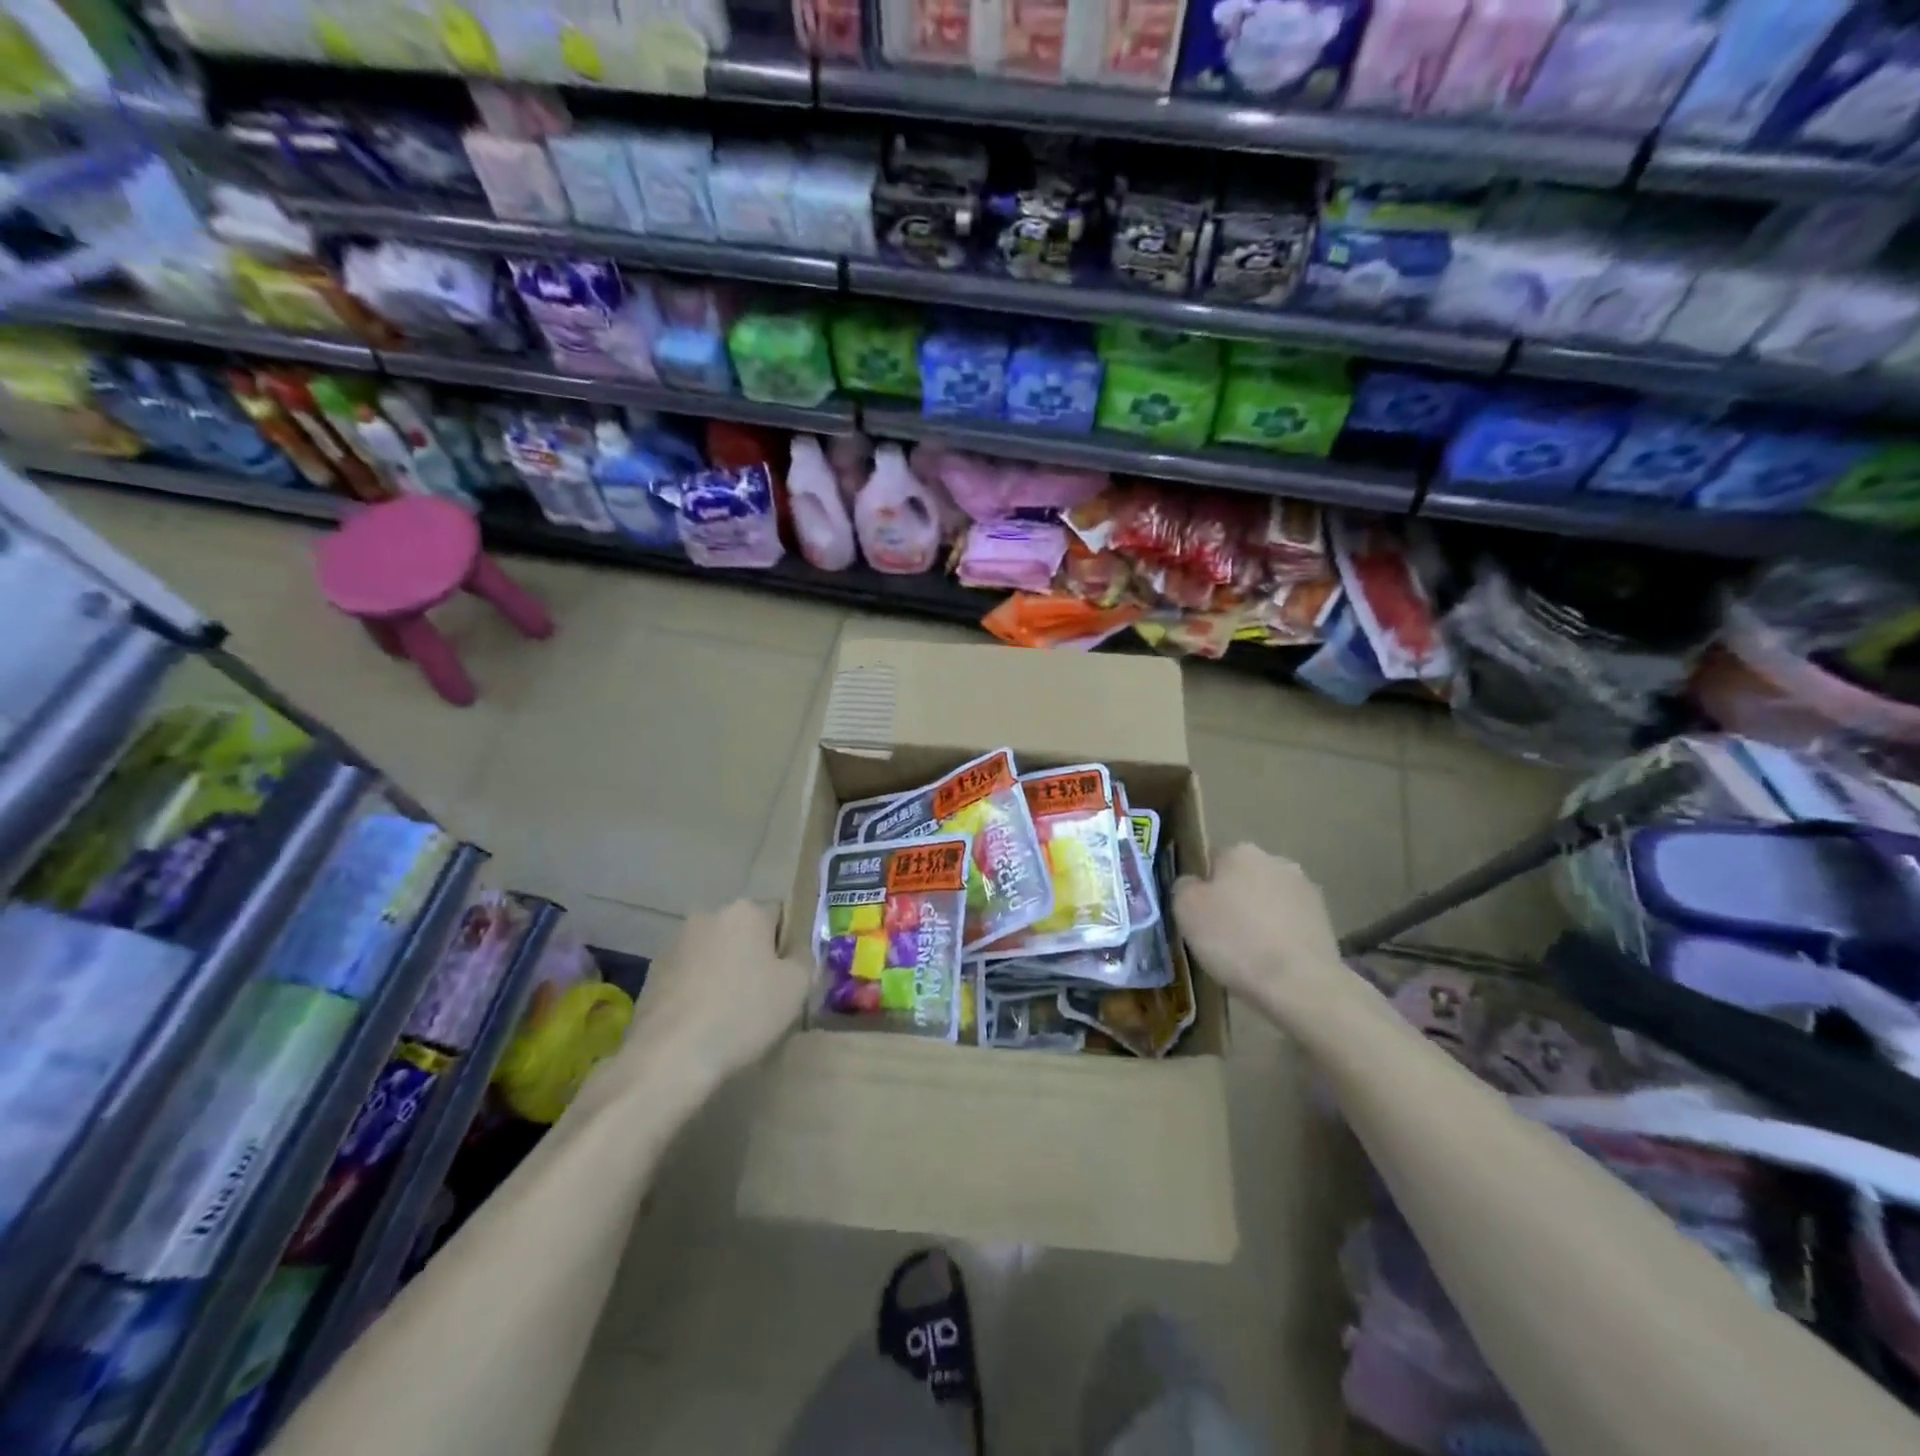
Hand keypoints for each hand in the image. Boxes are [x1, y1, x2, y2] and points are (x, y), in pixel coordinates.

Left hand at [625, 901, 810, 1087]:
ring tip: (730, 1016)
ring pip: (715, 954)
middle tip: (764, 998)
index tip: (789, 979)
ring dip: (724, 973)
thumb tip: (798, 953)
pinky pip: (689, 975)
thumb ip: (805, 959)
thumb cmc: (743, 1014)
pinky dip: (699, 991)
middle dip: (754, 958)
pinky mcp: (652, 973)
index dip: (789, 947)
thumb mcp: (796, 987)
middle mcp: (708, 915)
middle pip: (745, 933)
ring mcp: (675, 943)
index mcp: (746, 911)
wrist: (669, 1057)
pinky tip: (702, 1024)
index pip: (780, 916)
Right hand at [1174, 844, 1344, 1015]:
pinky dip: (1280, 936)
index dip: (1202, 889)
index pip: (1211, 861)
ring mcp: (1305, 889)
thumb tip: (1192, 883)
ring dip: (1259, 917)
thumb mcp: (1185, 910)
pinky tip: (1272, 961)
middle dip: (1233, 899)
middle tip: (1220, 935)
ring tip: (1248, 953)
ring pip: (1268, 900)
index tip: (1198, 917)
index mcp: (1240, 851)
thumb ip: (1183, 886)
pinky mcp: (1325, 919)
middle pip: (1243, 878)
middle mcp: (1276, 860)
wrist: (1299, 984)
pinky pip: (1290, 923)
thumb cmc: (1234, 940)